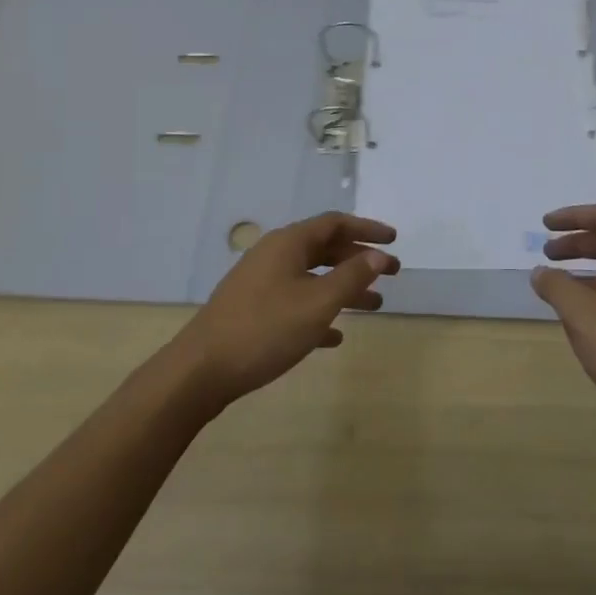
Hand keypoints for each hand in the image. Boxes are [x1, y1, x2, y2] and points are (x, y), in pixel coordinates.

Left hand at [166, 212, 398, 411]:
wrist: (200, 371)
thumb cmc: (265, 329)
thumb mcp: (318, 303)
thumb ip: (352, 277)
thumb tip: (378, 255)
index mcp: (289, 243)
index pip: (335, 223)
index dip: (367, 229)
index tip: (394, 241)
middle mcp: (275, 255)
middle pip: (325, 249)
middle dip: (359, 260)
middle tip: (392, 274)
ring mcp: (261, 283)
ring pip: (312, 277)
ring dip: (344, 288)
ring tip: (375, 305)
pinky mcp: (252, 311)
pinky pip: (295, 302)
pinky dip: (319, 311)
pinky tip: (335, 336)